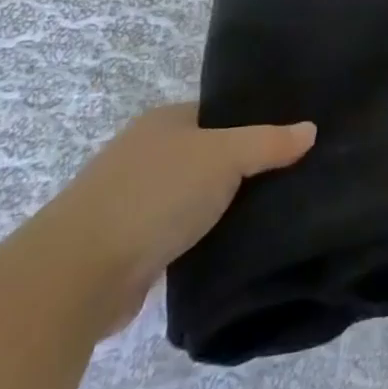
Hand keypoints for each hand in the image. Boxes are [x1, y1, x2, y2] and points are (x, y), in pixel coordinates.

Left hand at [33, 105, 315, 336]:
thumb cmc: (155, 195)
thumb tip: (311, 130)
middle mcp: (146, 154)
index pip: (219, 114)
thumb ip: (268, 143)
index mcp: (165, 121)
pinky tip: (232, 248)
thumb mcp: (224, 156)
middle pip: (208, 155)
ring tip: (272, 214)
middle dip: (242, 168)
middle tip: (291, 178)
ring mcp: (133, 201)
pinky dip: (201, 241)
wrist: (77, 275)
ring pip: (194, 198)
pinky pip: (179, 235)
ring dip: (221, 209)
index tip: (291, 141)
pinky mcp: (129, 248)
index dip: (254, 123)